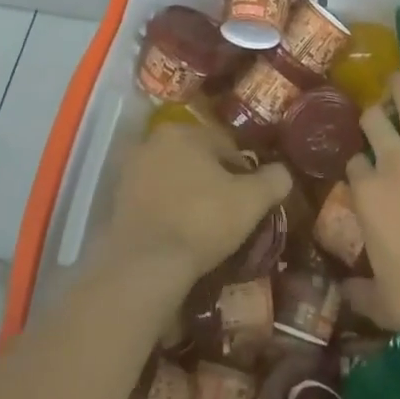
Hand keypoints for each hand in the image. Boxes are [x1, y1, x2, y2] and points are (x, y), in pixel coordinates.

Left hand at [102, 122, 292, 292]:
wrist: (144, 267)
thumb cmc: (202, 221)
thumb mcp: (251, 201)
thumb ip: (273, 180)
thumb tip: (283, 172)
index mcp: (183, 131)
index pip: (225, 144)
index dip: (244, 170)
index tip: (252, 196)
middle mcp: (152, 142)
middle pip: (196, 159)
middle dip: (214, 180)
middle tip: (231, 211)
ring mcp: (130, 172)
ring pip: (174, 179)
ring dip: (189, 196)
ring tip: (206, 226)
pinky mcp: (116, 203)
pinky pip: (154, 201)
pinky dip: (168, 212)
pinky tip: (181, 235)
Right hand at [343, 71, 399, 356]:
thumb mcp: (382, 303)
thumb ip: (359, 292)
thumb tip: (343, 292)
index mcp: (367, 196)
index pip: (355, 164)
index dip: (359, 164)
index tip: (365, 170)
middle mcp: (392, 165)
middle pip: (374, 123)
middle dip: (372, 116)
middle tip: (378, 115)